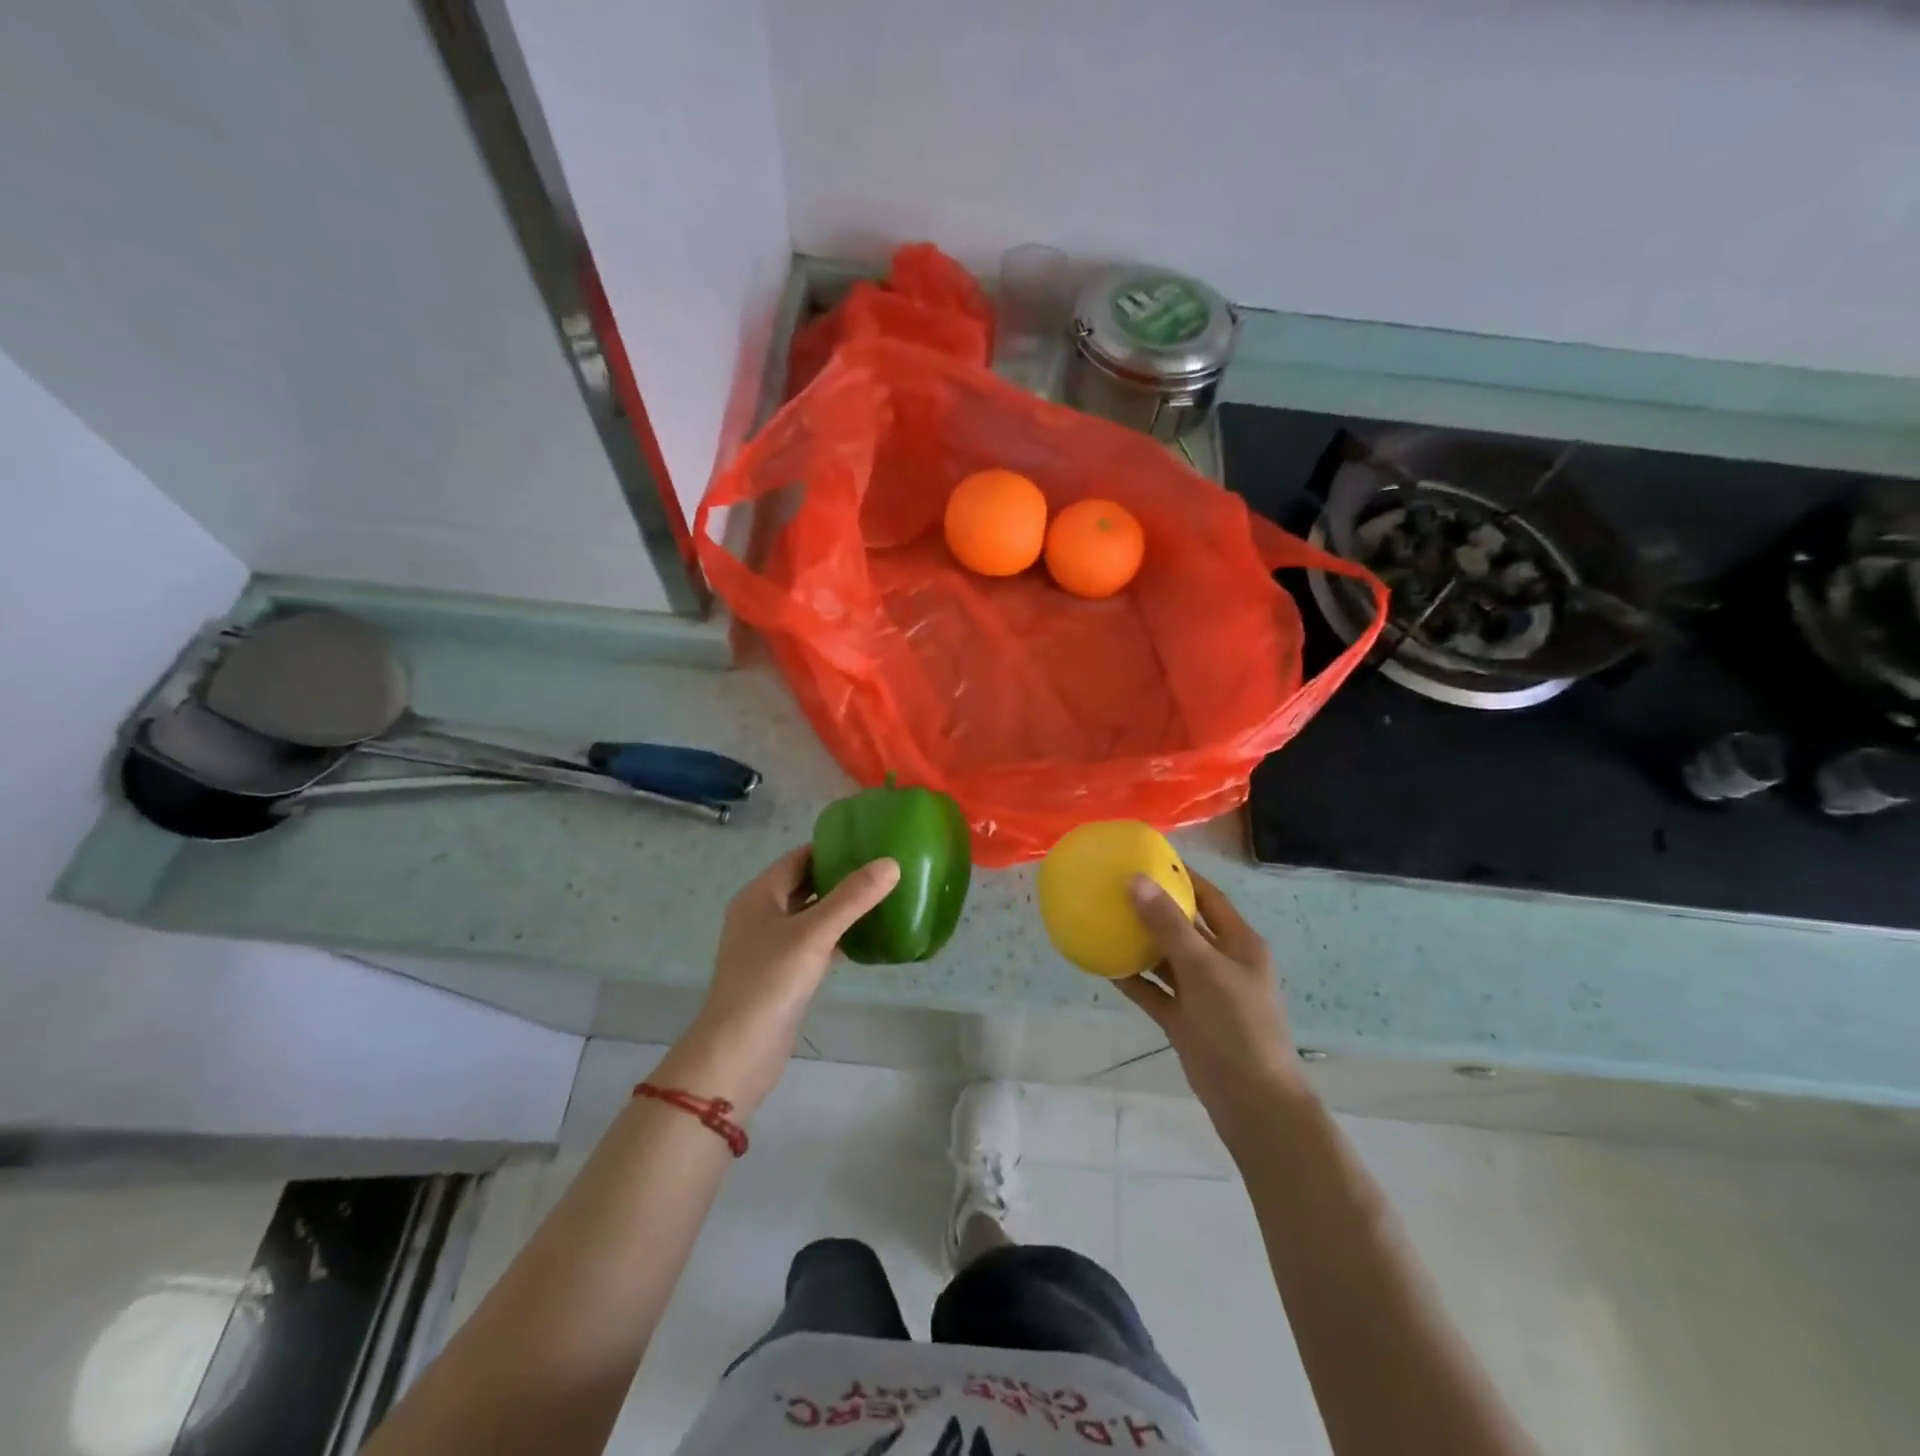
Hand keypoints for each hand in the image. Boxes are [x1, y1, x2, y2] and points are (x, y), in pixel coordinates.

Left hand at [671, 846, 899, 1108]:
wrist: (739, 1052)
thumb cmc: (769, 982)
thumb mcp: (813, 933)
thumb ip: (852, 898)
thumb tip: (891, 863)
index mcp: (759, 896)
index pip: (799, 858)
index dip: (832, 847)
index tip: (871, 841)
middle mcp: (763, 915)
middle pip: (807, 885)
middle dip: (842, 876)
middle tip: (885, 868)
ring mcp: (773, 947)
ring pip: (814, 916)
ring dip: (844, 907)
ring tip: (885, 896)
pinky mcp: (786, 974)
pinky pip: (818, 944)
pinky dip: (841, 937)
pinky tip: (872, 937)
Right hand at [1118, 873, 1311, 1143]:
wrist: (1251, 1100)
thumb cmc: (1238, 1024)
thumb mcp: (1204, 968)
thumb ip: (1168, 926)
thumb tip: (1135, 880)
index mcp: (1238, 943)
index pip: (1209, 898)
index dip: (1182, 876)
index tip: (1148, 857)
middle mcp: (1219, 962)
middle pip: (1183, 925)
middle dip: (1153, 906)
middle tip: (1116, 886)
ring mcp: (1200, 992)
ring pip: (1165, 958)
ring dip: (1138, 942)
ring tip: (1103, 918)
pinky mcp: (1182, 1018)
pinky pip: (1152, 990)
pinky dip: (1131, 977)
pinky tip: (1102, 963)